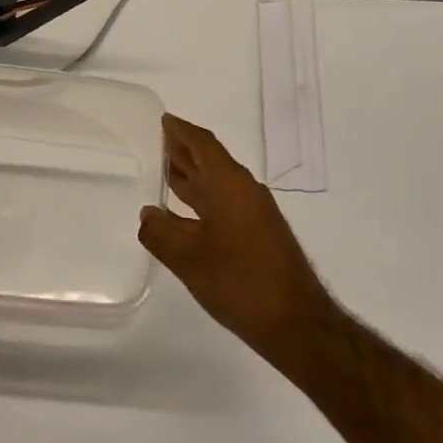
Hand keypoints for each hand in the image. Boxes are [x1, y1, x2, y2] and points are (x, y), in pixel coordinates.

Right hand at [138, 114, 335, 350]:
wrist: (295, 322)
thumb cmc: (239, 281)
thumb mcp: (189, 258)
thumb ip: (161, 233)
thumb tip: (147, 214)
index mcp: (229, 185)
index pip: (202, 145)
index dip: (180, 131)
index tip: (162, 120)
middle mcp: (244, 192)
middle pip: (209, 161)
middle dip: (182, 151)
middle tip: (154, 142)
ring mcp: (253, 214)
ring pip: (216, 185)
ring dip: (191, 177)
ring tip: (162, 171)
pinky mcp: (257, 235)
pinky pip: (222, 205)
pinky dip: (200, 202)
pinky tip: (181, 216)